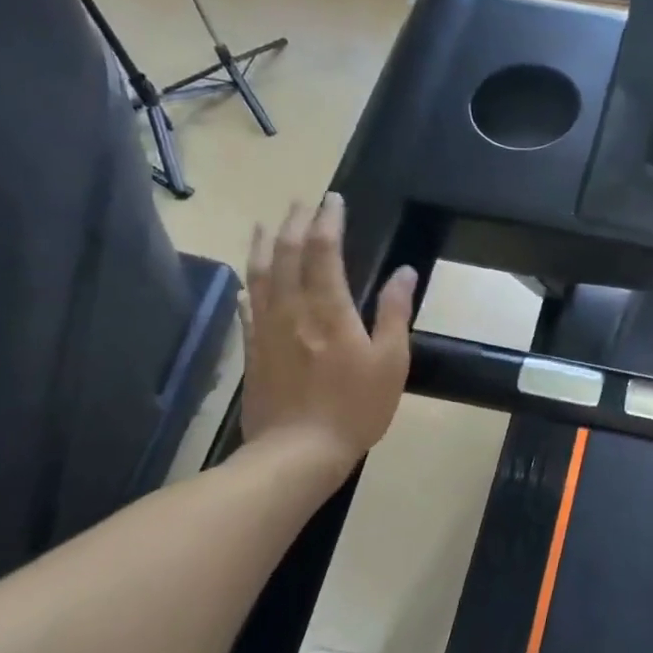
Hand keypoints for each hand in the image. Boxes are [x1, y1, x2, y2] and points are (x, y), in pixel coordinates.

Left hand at [240, 193, 415, 470]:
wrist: (297, 453)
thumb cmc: (355, 408)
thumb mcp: (391, 362)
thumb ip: (394, 312)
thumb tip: (404, 271)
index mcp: (329, 310)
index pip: (324, 251)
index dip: (328, 220)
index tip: (334, 199)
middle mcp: (292, 310)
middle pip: (287, 254)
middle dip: (295, 223)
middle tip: (303, 203)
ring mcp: (266, 330)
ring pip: (260, 275)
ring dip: (265, 244)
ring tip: (268, 224)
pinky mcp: (253, 351)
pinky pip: (248, 308)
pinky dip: (250, 286)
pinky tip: (249, 281)